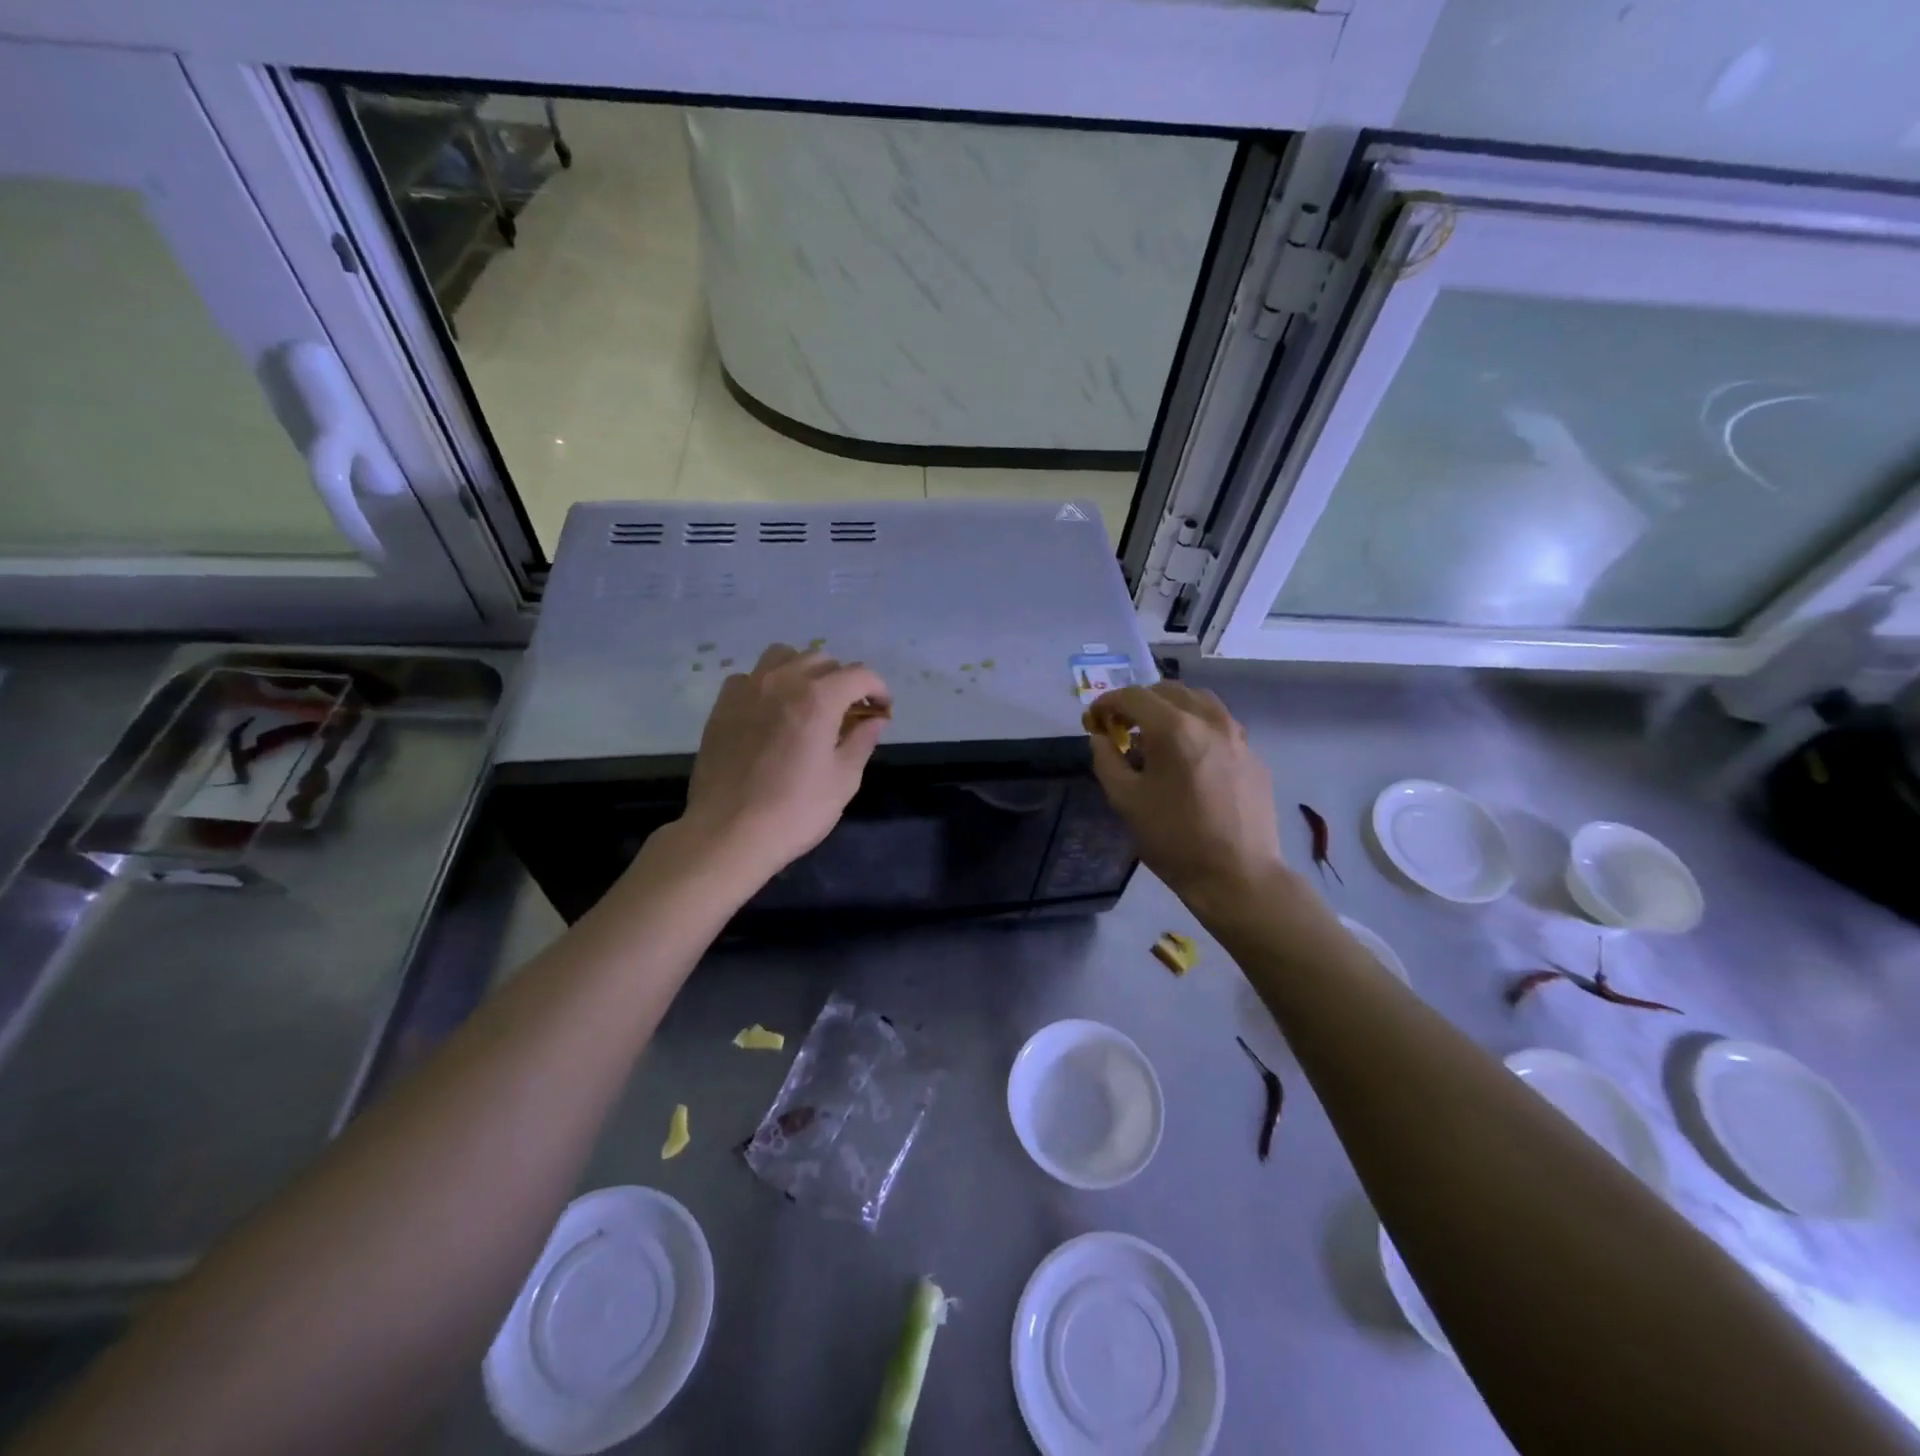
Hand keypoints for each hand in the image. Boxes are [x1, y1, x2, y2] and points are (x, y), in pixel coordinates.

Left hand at [677, 644, 890, 878]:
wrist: (728, 833)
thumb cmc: (795, 811)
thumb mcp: (843, 780)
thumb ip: (862, 741)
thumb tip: (874, 720)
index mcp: (819, 698)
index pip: (860, 674)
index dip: (878, 689)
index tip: (882, 711)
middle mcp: (783, 681)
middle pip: (822, 659)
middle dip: (843, 680)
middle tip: (848, 712)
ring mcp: (748, 689)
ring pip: (783, 656)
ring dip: (804, 671)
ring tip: (809, 700)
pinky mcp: (722, 705)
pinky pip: (751, 676)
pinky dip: (769, 684)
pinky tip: (771, 711)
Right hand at [1087, 683, 1286, 912]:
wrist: (1237, 875)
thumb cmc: (1174, 839)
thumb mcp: (1125, 801)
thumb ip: (1107, 760)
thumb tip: (1101, 738)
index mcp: (1174, 728)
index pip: (1133, 696)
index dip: (1107, 703)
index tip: (1094, 720)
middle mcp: (1209, 720)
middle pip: (1168, 690)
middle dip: (1139, 702)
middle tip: (1122, 727)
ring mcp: (1237, 736)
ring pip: (1199, 701)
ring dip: (1171, 708)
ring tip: (1157, 736)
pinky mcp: (1253, 755)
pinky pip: (1220, 725)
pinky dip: (1197, 727)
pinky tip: (1189, 757)